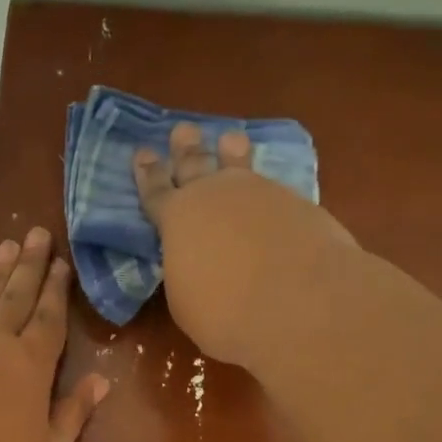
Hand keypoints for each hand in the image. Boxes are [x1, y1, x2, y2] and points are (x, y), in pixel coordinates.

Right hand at [134, 123, 358, 367]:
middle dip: (187, 149)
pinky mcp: (298, 204)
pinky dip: (267, 186)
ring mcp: (260, 194)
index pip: (155, 192)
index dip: (147, 174)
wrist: (298, 301)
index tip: (142, 153)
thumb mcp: (186, 300)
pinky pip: (273, 187)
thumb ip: (186, 272)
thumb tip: (196, 265)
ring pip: (240, 166)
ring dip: (232, 152)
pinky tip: (270, 188)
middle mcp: (215, 195)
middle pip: (196, 165)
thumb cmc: (224, 311)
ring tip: (230, 138)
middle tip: (183, 130)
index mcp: (177, 218)